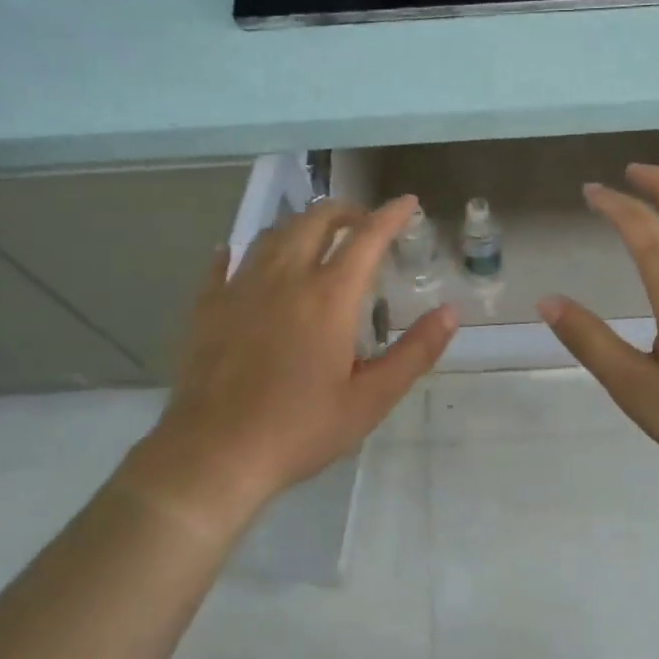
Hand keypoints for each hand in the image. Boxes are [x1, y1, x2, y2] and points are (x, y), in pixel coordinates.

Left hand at [137, 196, 456, 521]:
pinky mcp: (208, 307)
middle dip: (344, 211)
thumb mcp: (370, 400)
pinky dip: (238, 251)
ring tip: (313, 236)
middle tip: (362, 222)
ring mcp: (241, 288)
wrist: (214, 455)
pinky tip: (236, 253)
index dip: (390, 215)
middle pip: (315, 221)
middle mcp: (285, 278)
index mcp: (328, 297)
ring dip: (299, 225)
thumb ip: (414, 353)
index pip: (367, 238)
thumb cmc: (299, 429)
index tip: (407, 203)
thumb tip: (451, 312)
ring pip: (272, 234)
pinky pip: (223, 264)